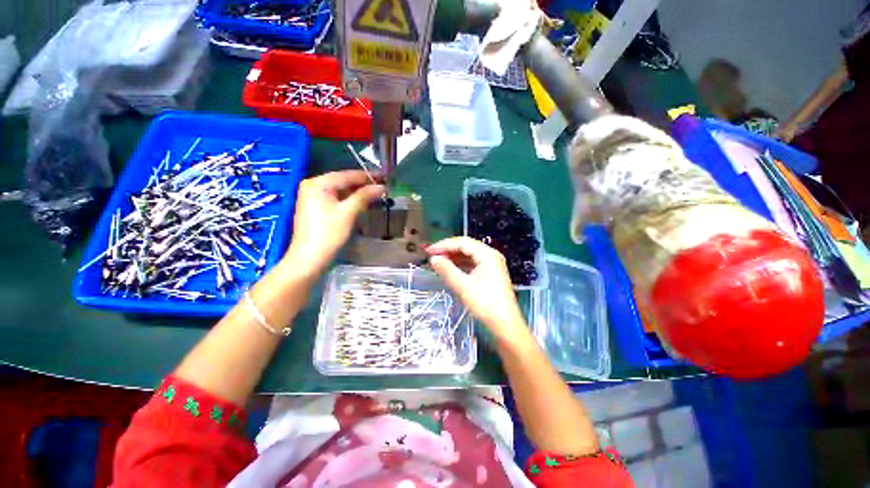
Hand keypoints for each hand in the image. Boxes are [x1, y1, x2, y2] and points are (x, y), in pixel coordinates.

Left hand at [284, 171, 383, 278]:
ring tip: (377, 194)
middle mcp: (313, 187)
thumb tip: (381, 187)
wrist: (310, 258)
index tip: (384, 177)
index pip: (346, 175)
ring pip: (341, 192)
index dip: (367, 176)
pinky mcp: (318, 209)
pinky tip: (363, 203)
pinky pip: (337, 200)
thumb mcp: (348, 213)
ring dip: (358, 194)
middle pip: (343, 182)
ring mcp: (314, 198)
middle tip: (383, 187)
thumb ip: (364, 196)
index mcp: (317, 183)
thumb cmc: (328, 233)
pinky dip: (350, 201)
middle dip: (363, 185)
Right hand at [427, 237, 531, 347]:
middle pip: (466, 246)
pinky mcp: (491, 274)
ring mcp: (493, 264)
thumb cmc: (485, 304)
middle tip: (432, 255)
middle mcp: (491, 255)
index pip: (462, 242)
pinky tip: (451, 269)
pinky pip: (473, 263)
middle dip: (448, 250)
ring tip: (439, 262)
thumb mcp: (463, 286)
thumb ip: (447, 269)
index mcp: (487, 254)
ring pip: (470, 255)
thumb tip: (433, 258)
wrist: (505, 325)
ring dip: (454, 257)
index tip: (429, 251)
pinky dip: (461, 264)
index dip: (444, 245)